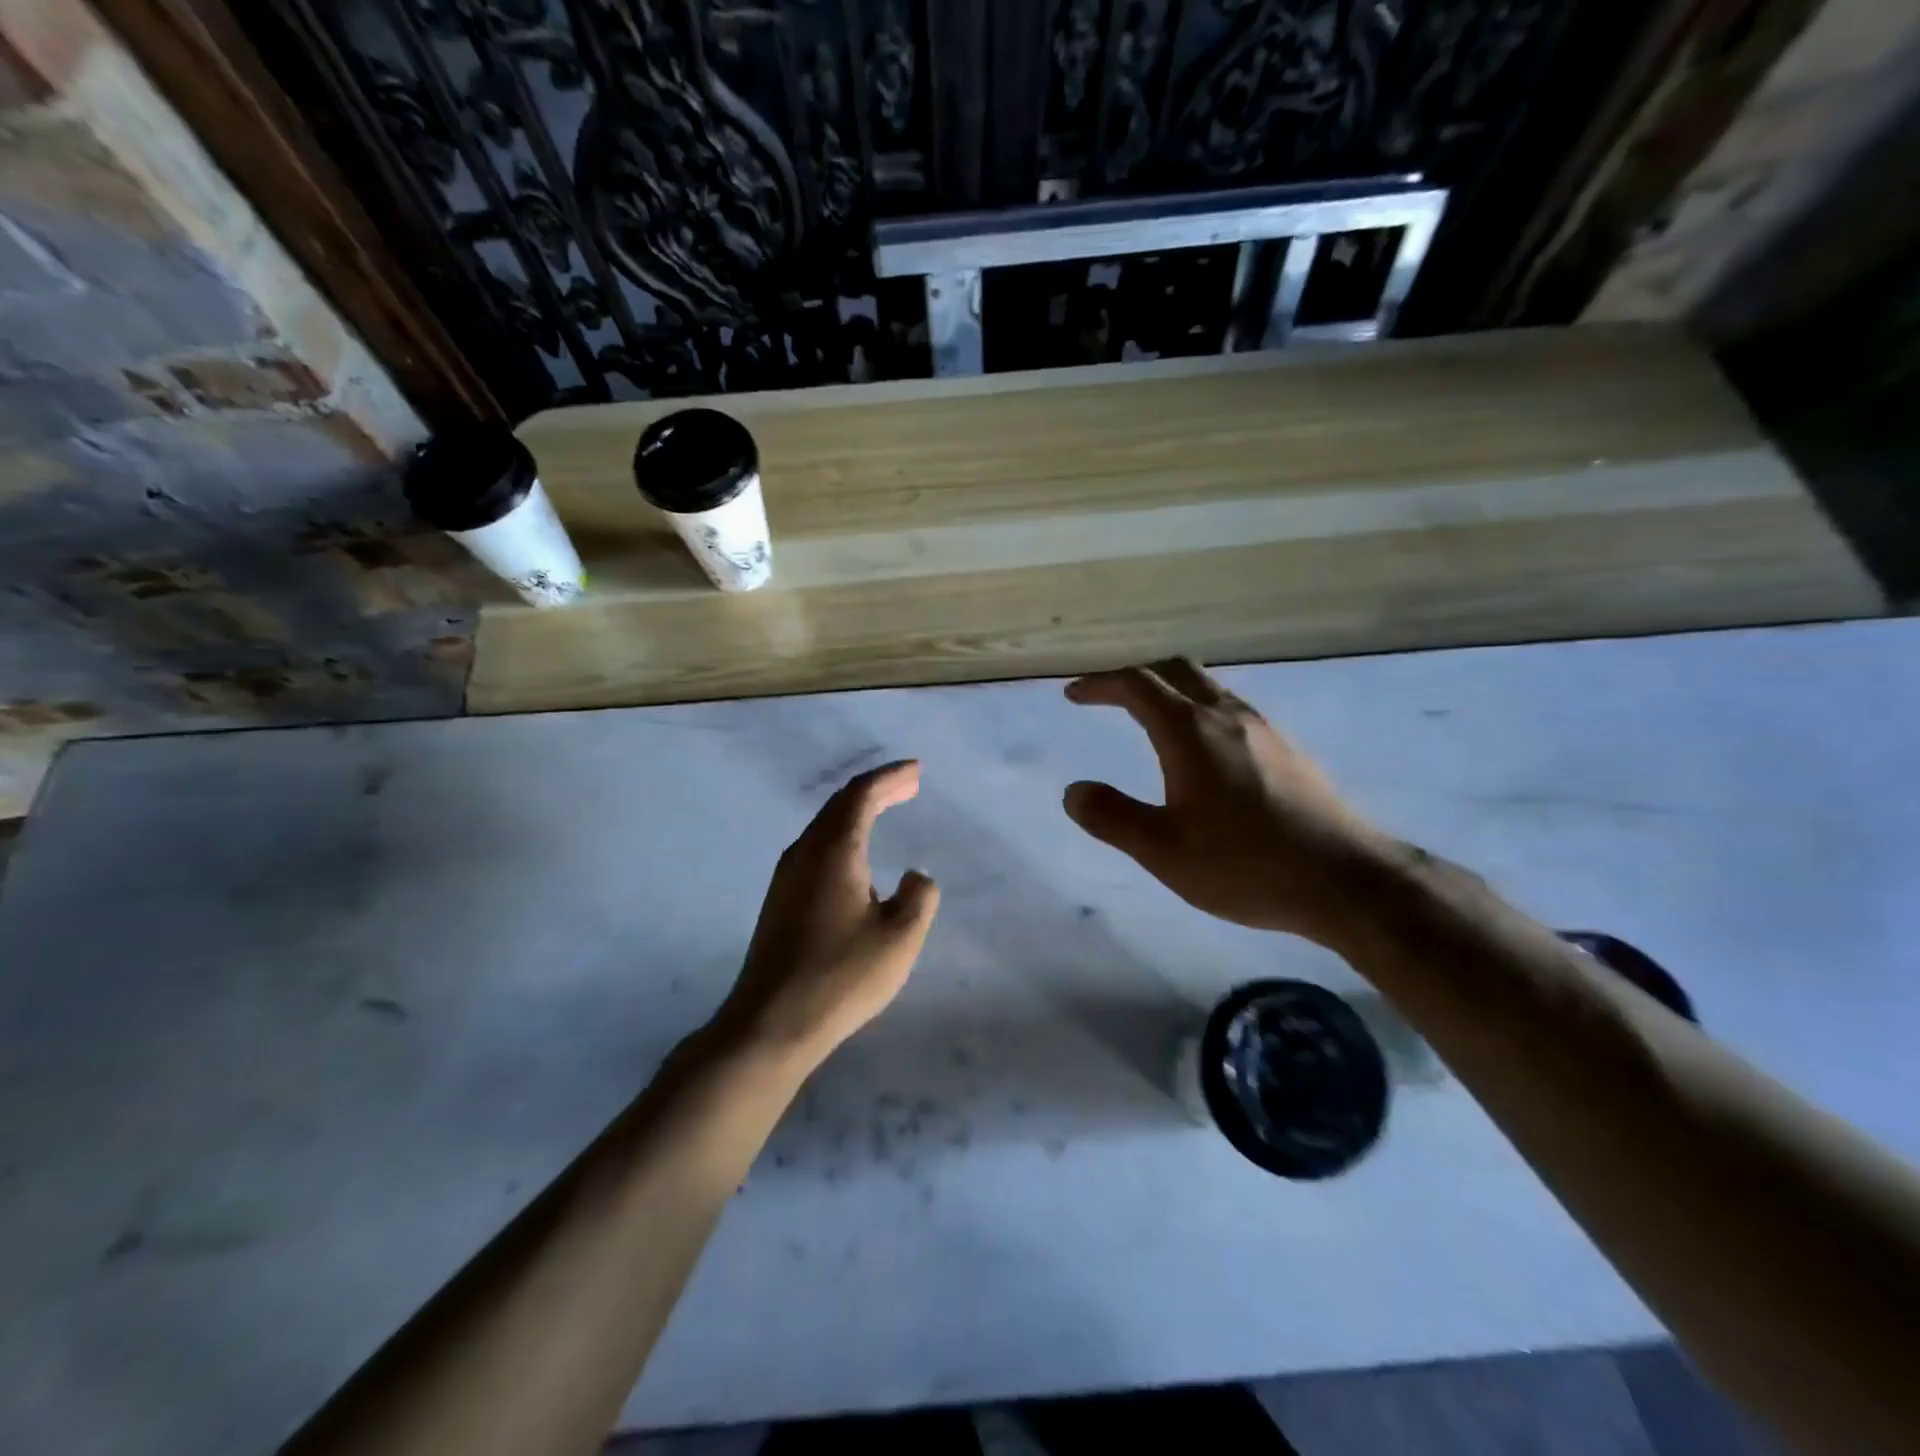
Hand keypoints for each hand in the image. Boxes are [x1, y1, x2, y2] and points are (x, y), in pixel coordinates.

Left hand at [719, 761, 939, 1064]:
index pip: (862, 795)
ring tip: (887, 808)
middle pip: (841, 804)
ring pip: (825, 826)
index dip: (891, 777)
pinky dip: (844, 836)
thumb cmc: (841, 976)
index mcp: (834, 851)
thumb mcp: (899, 938)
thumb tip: (914, 876)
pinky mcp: (780, 900)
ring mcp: (787, 876)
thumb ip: (918, 897)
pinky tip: (857, 857)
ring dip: (858, 812)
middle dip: (877, 789)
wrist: (771, 1022)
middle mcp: (804, 853)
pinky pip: (816, 848)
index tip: (916, 770)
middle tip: (909, 784)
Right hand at [1063, 659, 1394, 946]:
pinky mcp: (1287, 750)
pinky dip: (1200, 709)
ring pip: (1208, 687)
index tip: (1074, 695)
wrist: (1347, 880)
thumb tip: (1073, 791)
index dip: (1100, 684)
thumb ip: (1112, 817)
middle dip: (1135, 676)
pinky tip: (1203, 750)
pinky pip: (1231, 709)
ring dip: (1171, 690)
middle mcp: (1227, 716)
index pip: (1136, 685)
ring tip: (1149, 718)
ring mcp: (1264, 729)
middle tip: (1108, 696)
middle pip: (1176, 670)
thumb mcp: (1163, 850)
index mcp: (1190, 731)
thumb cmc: (1246, 865)